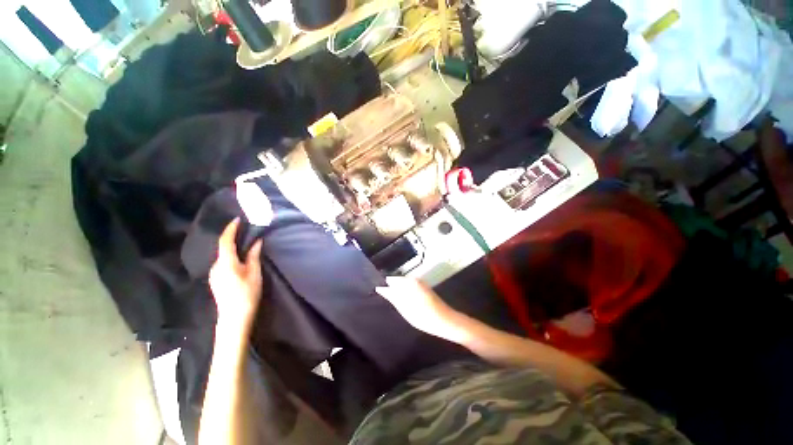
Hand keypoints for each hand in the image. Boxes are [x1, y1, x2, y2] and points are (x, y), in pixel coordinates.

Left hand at [209, 218, 263, 329]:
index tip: (238, 219)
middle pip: (223, 247)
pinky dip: (231, 256)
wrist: (234, 317)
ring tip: (245, 244)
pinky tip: (240, 259)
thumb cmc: (247, 293)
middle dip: (233, 237)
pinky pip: (223, 262)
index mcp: (226, 262)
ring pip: (223, 255)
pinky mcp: (216, 279)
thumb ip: (254, 255)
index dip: (231, 229)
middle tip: (246, 231)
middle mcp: (216, 266)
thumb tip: (256, 241)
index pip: (225, 240)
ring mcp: (214, 273)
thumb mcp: (254, 273)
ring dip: (232, 247)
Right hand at [376, 277, 465, 342]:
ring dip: (398, 292)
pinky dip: (405, 294)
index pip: (390, 280)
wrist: (446, 321)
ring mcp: (420, 283)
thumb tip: (380, 287)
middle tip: (383, 301)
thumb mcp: (404, 308)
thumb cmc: (424, 316)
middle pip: (397, 282)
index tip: (376, 294)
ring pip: (403, 286)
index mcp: (408, 281)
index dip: (384, 286)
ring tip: (391, 303)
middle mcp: (414, 279)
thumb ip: (392, 296)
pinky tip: (403, 303)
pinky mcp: (424, 289)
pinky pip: (410, 288)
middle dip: (391, 289)